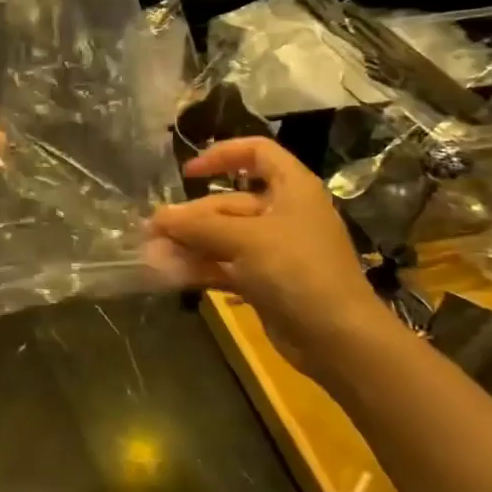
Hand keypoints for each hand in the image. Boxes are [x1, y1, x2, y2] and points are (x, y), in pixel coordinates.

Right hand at [146, 138, 391, 379]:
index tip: (188, 173)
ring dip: (191, 244)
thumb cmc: (297, 271)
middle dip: (191, 217)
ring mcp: (276, 249)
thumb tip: (158, 217)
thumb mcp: (245, 241)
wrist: (338, 338)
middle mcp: (284, 213)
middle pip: (229, 203)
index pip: (257, 152)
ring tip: (154, 256)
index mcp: (292, 188)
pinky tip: (173, 275)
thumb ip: (198, 227)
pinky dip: (202, 268)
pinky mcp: (267, 281)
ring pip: (224, 237)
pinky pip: (228, 265)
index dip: (222, 155)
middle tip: (153, 232)